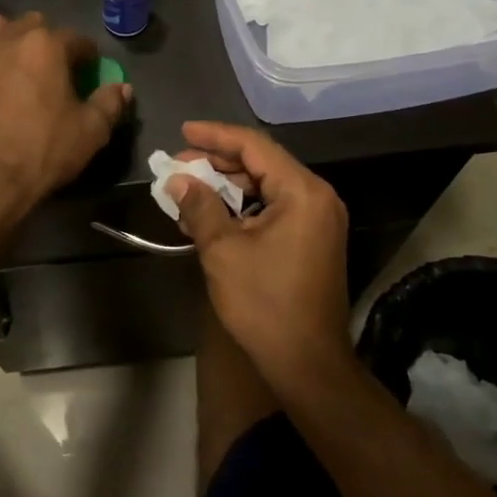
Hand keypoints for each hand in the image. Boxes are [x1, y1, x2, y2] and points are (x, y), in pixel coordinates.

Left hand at [0, 13, 132, 210]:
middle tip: (52, 69)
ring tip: (13, 59)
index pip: (76, 39)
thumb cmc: (42, 153)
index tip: (89, 72)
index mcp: (47, 46)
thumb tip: (122, 88)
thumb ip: (110, 104)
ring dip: (6, 35)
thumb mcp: (91, 133)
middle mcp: (8, 40)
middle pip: (33, 23)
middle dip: (46, 40)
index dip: (87, 55)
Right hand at [166, 121, 352, 392]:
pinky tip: (212, 214)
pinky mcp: (313, 238)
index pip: (254, 146)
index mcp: (302, 192)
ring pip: (266, 184)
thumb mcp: (223, 250)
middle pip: (261, 162)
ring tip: (188, 190)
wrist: (308, 365)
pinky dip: (244, 205)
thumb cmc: (265, 304)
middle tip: (178, 166)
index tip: (182, 132)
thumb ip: (199, 206)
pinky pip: (275, 206)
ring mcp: (318, 218)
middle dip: (217, 162)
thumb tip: (177, 179)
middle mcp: (317, 197)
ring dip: (227, 185)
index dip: (215, 136)